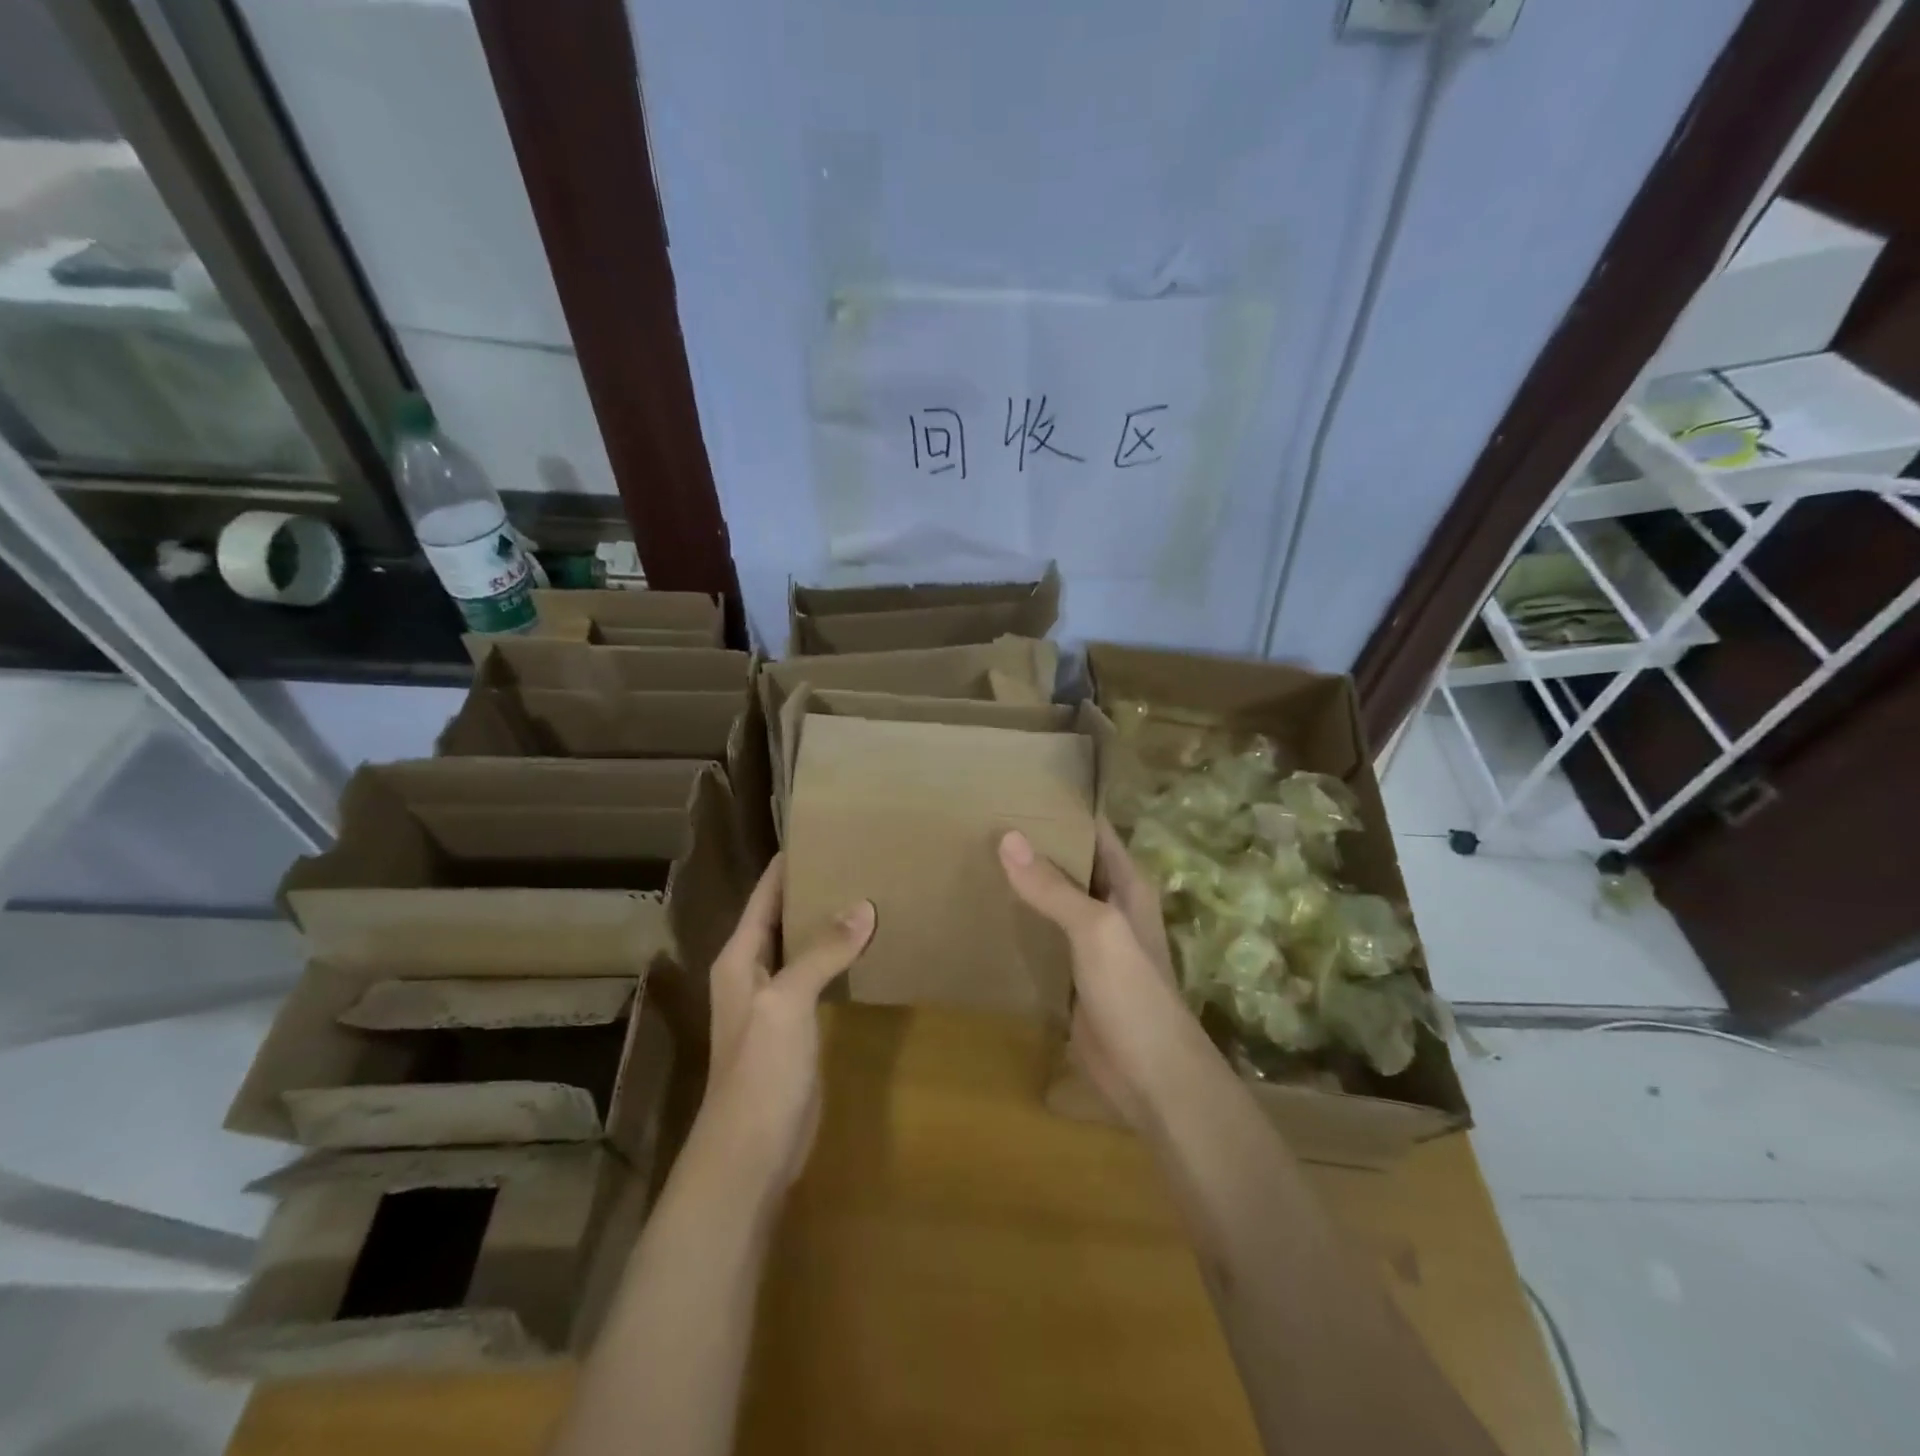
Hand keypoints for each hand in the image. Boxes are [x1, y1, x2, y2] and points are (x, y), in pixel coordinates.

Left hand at [699, 853, 875, 1188]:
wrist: (751, 1153)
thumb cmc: (759, 1070)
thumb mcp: (787, 1002)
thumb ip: (822, 952)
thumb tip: (863, 906)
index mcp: (740, 957)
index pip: (765, 894)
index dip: (788, 864)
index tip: (824, 832)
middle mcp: (754, 972)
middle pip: (785, 917)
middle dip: (817, 889)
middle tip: (861, 859)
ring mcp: (776, 1002)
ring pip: (805, 948)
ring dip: (831, 925)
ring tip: (873, 893)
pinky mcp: (798, 1028)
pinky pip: (821, 979)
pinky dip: (841, 960)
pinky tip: (870, 949)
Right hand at [999, 820, 1196, 1129]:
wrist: (1151, 1076)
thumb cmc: (1133, 991)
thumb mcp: (1095, 930)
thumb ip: (1052, 887)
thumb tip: (1008, 837)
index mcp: (1126, 884)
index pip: (1094, 830)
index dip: (1064, 808)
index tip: (1019, 787)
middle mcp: (1109, 905)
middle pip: (1069, 863)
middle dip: (1034, 843)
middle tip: (982, 818)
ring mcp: (1089, 942)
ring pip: (1052, 901)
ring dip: (1022, 884)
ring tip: (973, 855)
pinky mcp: (1070, 974)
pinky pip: (1041, 938)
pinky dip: (1018, 923)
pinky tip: (983, 912)